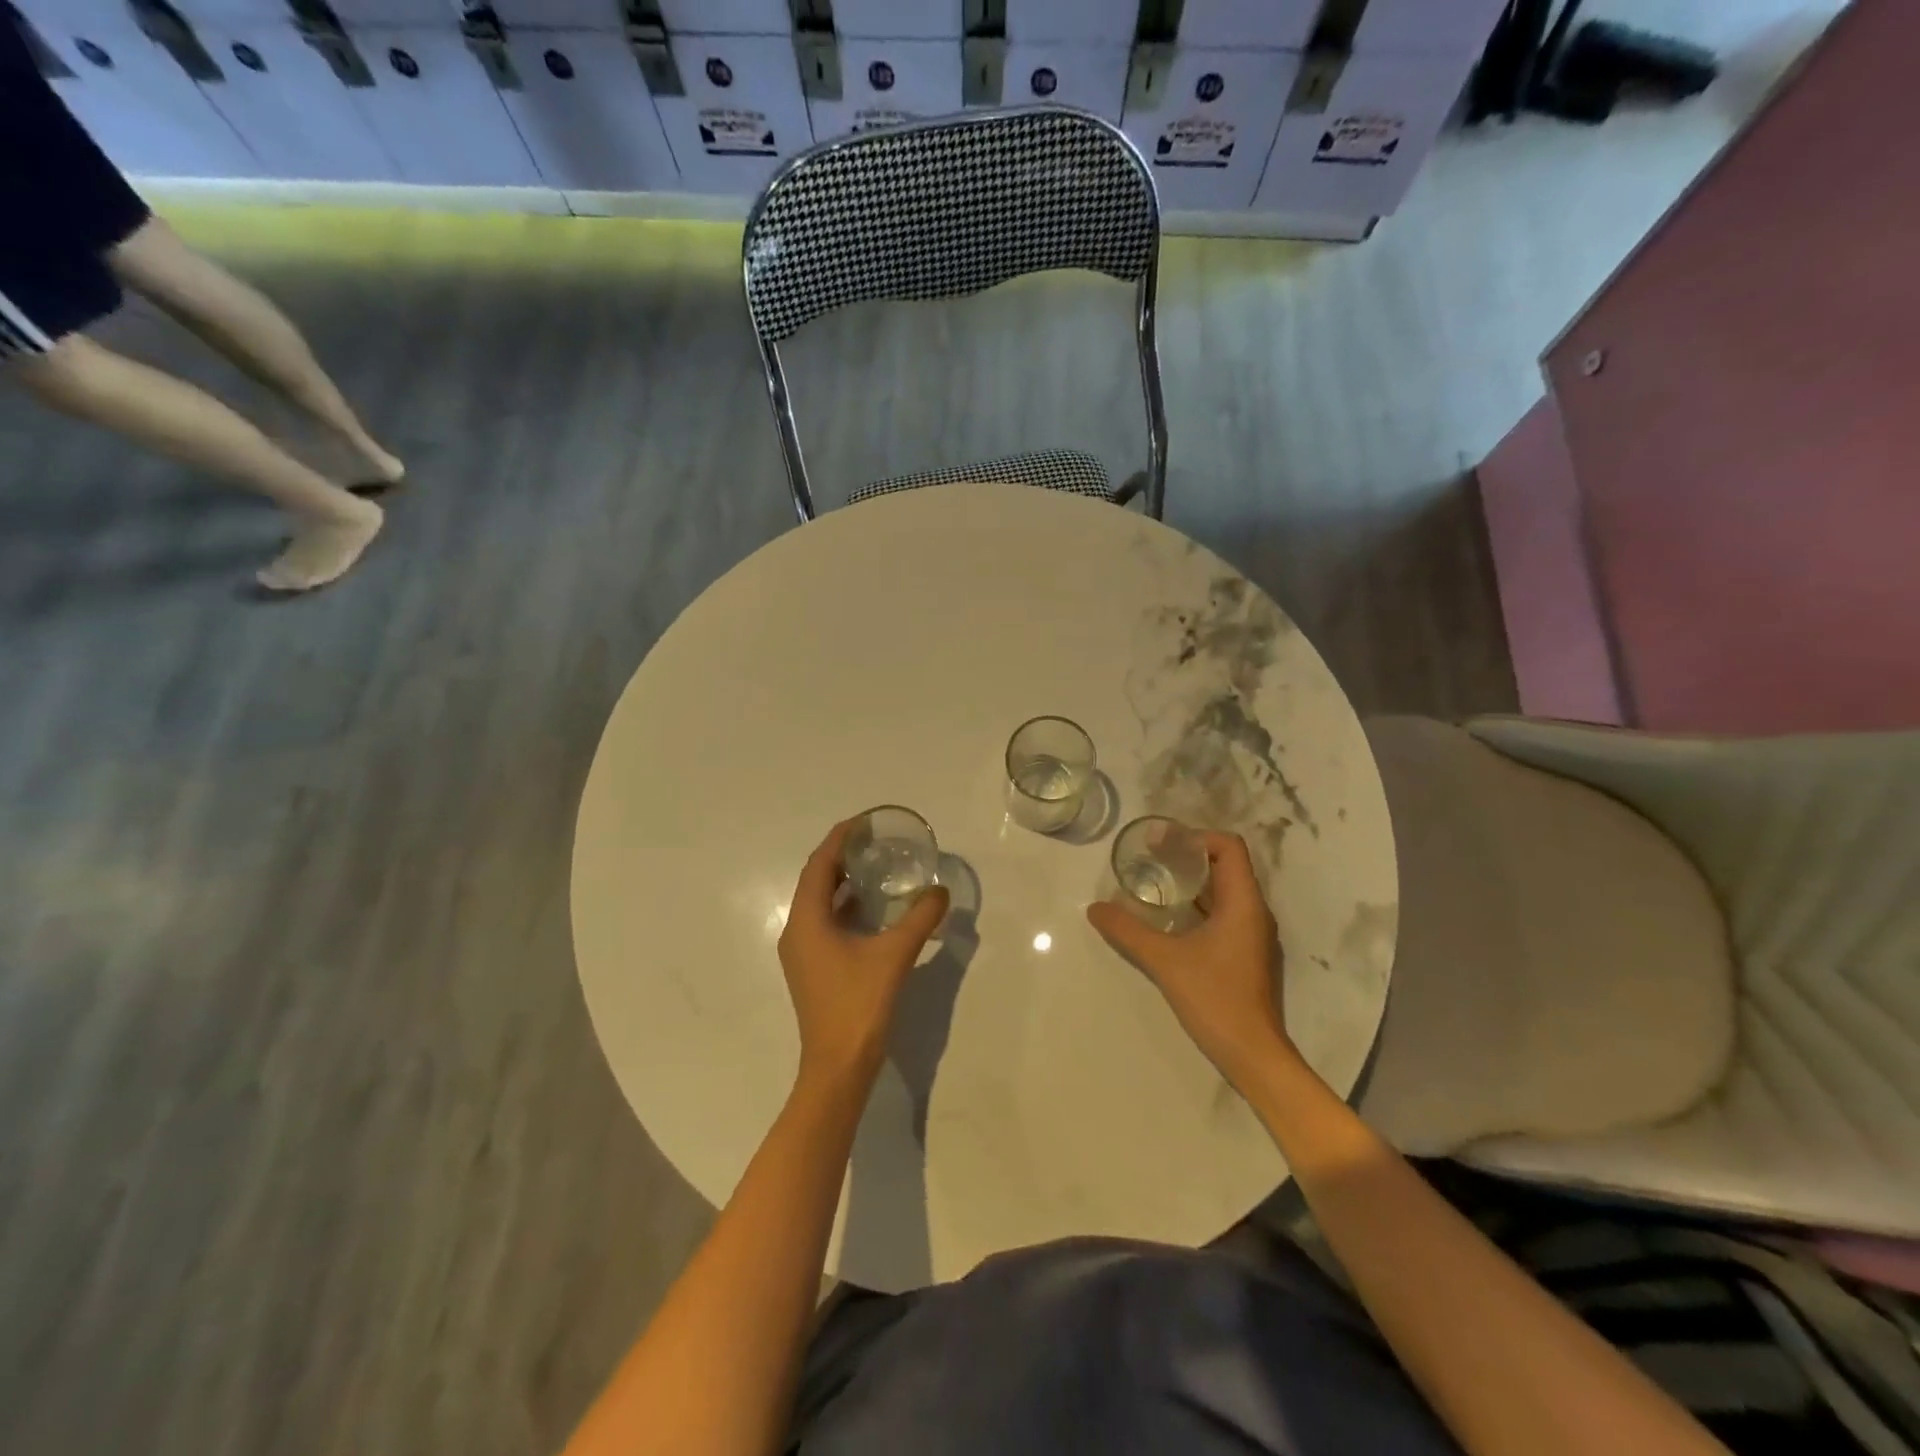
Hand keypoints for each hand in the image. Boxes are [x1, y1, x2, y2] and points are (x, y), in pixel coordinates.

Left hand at [779, 819, 950, 1089]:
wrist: (839, 1068)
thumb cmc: (859, 1005)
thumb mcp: (894, 955)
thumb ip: (919, 918)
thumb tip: (940, 891)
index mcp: (807, 921)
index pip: (819, 864)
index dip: (840, 839)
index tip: (865, 822)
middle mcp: (797, 932)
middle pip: (816, 880)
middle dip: (843, 857)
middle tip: (876, 841)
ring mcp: (803, 953)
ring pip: (820, 903)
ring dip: (844, 882)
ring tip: (877, 867)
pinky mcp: (814, 969)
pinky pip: (826, 923)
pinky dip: (846, 908)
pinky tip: (874, 909)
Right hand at [1086, 830, 1291, 1086]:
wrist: (1252, 1054)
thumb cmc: (1215, 998)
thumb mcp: (1164, 961)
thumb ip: (1128, 930)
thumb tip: (1095, 908)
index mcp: (1243, 903)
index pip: (1229, 847)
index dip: (1196, 837)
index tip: (1162, 845)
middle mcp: (1253, 911)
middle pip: (1226, 865)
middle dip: (1188, 856)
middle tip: (1150, 859)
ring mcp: (1252, 933)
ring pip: (1224, 890)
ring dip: (1192, 882)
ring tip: (1154, 883)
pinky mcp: (1245, 952)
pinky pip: (1223, 912)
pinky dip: (1198, 905)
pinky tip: (1169, 918)